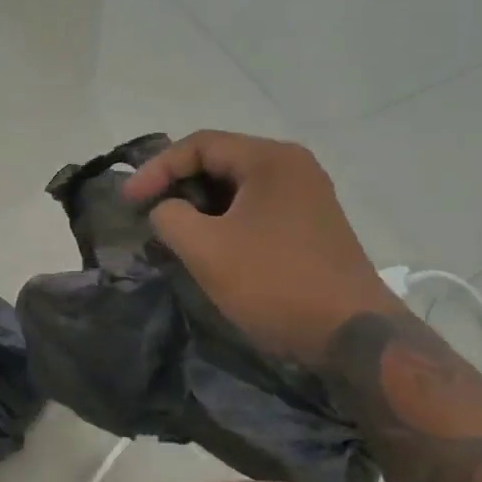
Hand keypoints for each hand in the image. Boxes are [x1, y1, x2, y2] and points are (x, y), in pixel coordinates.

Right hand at [123, 131, 401, 365]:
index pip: (199, 145)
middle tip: (147, 212)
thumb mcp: (204, 248)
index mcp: (270, 159)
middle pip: (219, 161)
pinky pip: (254, 208)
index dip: (156, 169)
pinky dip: (223, 220)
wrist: (352, 336)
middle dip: (177, 185)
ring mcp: (307, 197)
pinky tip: (207, 246)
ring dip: (198, 205)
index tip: (129, 200)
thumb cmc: (274, 282)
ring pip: (236, 187)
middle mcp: (293, 167)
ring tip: (171, 231)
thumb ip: (169, 216)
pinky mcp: (310, 226)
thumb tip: (165, 210)